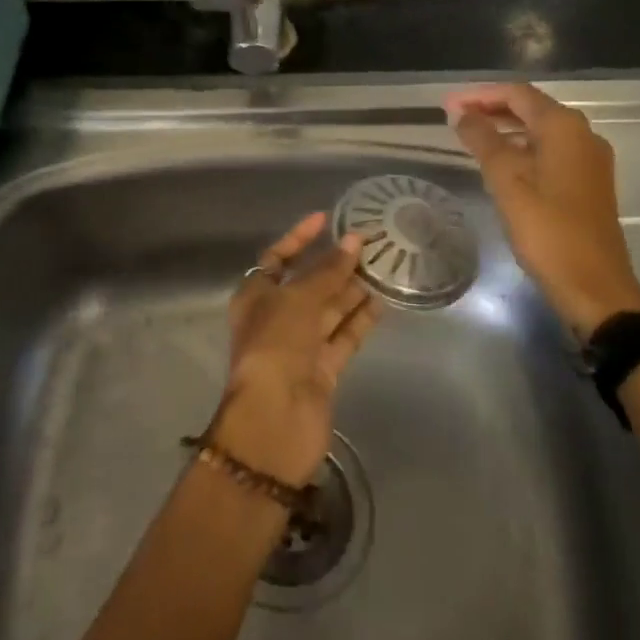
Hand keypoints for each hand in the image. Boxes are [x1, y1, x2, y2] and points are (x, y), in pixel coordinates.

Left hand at [206, 212, 382, 486]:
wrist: (275, 420)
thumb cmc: (275, 345)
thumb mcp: (299, 299)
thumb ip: (329, 271)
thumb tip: (355, 240)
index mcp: (255, 296)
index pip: (278, 257)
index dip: (300, 237)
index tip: (327, 219)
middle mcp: (276, 317)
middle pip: (309, 282)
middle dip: (335, 263)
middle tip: (370, 242)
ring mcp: (300, 345)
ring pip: (330, 309)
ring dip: (353, 288)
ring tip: (384, 264)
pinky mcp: (323, 368)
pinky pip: (344, 335)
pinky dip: (360, 319)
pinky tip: (383, 300)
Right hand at [446, 82, 639, 339]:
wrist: (595, 286)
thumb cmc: (547, 231)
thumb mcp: (507, 182)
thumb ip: (483, 141)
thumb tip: (462, 114)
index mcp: (564, 128)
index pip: (518, 94)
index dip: (480, 95)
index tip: (448, 104)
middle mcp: (583, 135)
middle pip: (532, 108)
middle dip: (493, 109)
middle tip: (455, 118)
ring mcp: (590, 160)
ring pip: (542, 131)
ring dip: (507, 129)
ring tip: (472, 139)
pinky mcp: (590, 183)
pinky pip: (552, 152)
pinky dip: (524, 149)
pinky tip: (502, 165)